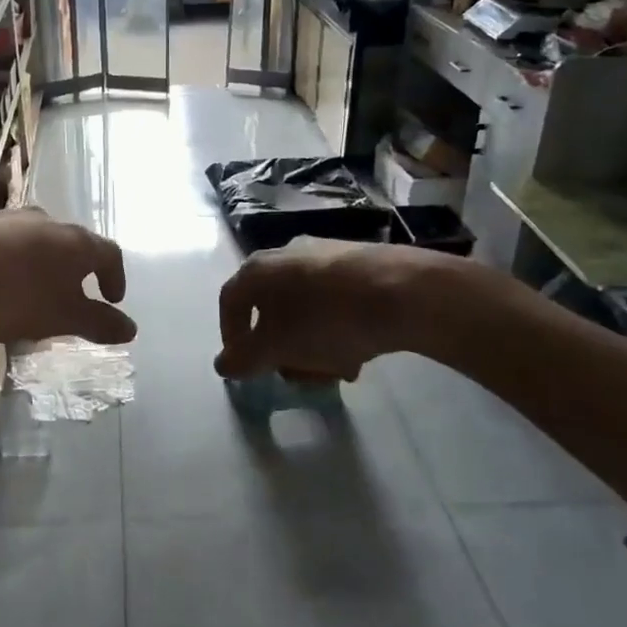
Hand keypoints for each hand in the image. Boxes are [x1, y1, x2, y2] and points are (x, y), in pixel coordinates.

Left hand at [0, 208, 135, 344]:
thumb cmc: (14, 296)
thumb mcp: (62, 318)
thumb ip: (99, 323)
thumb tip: (131, 328)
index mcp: (77, 242)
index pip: (110, 254)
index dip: (116, 278)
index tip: (112, 300)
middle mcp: (49, 221)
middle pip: (74, 244)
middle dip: (78, 271)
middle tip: (74, 298)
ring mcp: (10, 219)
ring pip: (40, 242)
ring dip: (45, 267)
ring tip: (35, 295)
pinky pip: (9, 245)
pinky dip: (15, 264)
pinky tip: (0, 286)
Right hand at [215, 237, 439, 380]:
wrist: (404, 292)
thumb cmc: (326, 320)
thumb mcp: (277, 347)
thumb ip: (244, 358)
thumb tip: (223, 364)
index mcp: (259, 268)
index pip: (231, 301)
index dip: (231, 336)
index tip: (245, 365)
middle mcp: (288, 253)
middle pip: (271, 307)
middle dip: (280, 346)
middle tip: (293, 373)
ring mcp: (327, 255)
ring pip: (305, 307)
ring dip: (310, 342)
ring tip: (332, 370)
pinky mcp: (361, 263)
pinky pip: (335, 301)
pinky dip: (337, 329)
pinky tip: (357, 352)